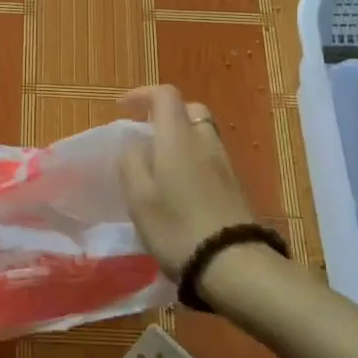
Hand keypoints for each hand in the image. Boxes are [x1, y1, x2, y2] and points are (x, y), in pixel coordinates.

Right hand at [118, 85, 255, 275]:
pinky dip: (192, 158)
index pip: (165, 95)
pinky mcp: (234, 186)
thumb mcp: (139, 196)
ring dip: (180, 138)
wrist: (231, 263)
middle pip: (190, 110)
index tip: (123, 107)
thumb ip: (131, 161)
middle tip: (145, 133)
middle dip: (166, 114)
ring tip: (159, 162)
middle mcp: (204, 142)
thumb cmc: (176, 227)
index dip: (142, 94)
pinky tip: (179, 185)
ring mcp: (224, 164)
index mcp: (178, 138)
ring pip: (202, 134)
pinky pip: (209, 157)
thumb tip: (134, 142)